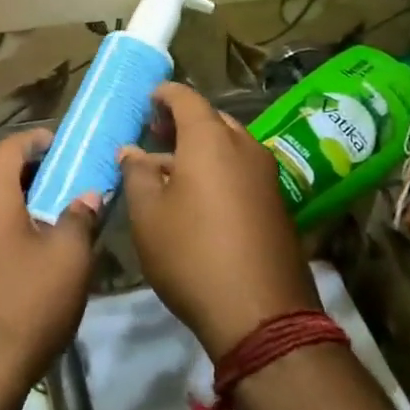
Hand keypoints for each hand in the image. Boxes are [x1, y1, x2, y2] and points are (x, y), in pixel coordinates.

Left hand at [0, 130, 99, 409]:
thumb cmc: (26, 305)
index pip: (11, 147)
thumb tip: (88, 196)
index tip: (65, 143)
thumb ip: (80, 217)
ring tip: (60, 213)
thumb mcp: (68, 258)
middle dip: (34, 171)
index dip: (38, 139)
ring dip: (24, 201)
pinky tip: (37, 251)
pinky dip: (11, 226)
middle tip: (70, 178)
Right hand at [119, 84, 319, 359]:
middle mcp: (244, 147)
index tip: (145, 101)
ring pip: (229, 146)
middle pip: (211, 119)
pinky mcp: (277, 204)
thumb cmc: (191, 254)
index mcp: (210, 139)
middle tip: (155, 134)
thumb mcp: (148, 214)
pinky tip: (199, 197)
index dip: (164, 95)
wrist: (261, 314)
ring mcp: (266, 176)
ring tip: (171, 168)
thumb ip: (137, 174)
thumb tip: (132, 152)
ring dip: (201, 148)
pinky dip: (219, 170)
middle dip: (182, 122)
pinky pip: (242, 171)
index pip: (186, 98)